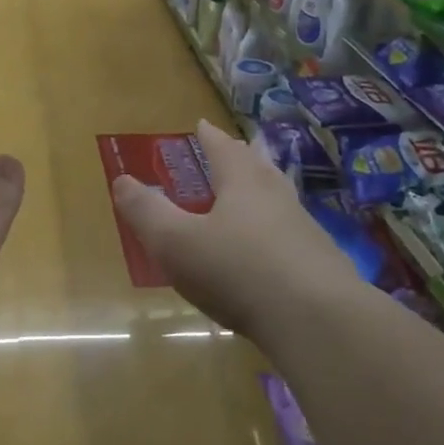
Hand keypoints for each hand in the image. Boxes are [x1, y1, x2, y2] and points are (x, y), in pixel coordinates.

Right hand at [111, 119, 353, 343]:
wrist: (318, 320)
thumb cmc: (238, 272)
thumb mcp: (176, 242)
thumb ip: (147, 212)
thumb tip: (121, 180)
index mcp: (243, 184)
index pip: (224, 150)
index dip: (210, 137)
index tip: (203, 124)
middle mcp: (278, 198)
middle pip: (259, 168)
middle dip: (242, 157)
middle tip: (233, 151)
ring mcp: (305, 231)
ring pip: (280, 200)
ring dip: (263, 193)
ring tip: (253, 195)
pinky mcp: (321, 265)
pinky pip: (292, 236)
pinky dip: (276, 233)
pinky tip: (271, 253)